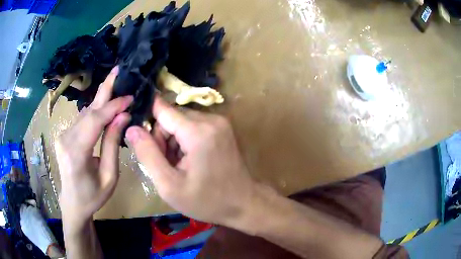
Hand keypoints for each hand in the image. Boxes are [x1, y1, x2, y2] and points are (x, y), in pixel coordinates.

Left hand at [56, 66, 132, 228]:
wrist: (72, 202)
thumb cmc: (93, 196)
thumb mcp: (109, 176)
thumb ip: (112, 145)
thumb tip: (122, 117)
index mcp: (76, 153)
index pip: (95, 121)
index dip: (113, 106)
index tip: (130, 97)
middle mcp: (66, 139)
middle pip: (88, 110)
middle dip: (105, 89)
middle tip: (118, 69)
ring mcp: (63, 135)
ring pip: (85, 112)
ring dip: (102, 99)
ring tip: (116, 84)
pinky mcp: (64, 135)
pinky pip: (82, 119)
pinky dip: (95, 110)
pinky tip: (105, 104)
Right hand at [126, 98, 256, 227]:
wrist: (244, 203)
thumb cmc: (207, 201)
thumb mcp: (169, 185)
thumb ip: (147, 154)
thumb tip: (131, 128)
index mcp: (198, 132)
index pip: (162, 109)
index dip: (149, 125)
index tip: (146, 145)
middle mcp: (211, 119)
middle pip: (172, 116)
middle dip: (163, 137)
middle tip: (167, 164)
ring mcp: (220, 122)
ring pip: (182, 120)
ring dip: (174, 140)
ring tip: (180, 165)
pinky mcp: (223, 127)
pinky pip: (194, 125)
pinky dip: (186, 139)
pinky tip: (190, 160)